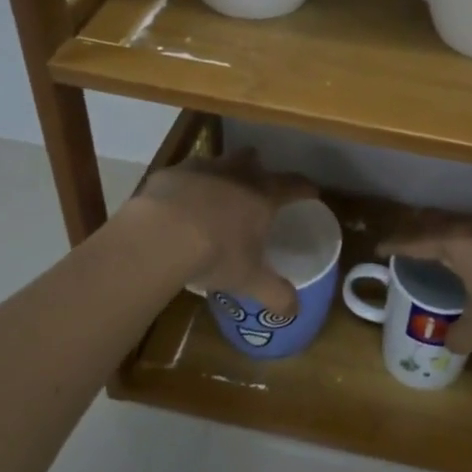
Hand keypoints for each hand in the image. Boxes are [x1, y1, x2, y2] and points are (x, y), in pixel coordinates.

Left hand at [133, 148, 316, 316]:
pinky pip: (184, 174)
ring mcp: (201, 168)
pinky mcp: (170, 173)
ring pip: (218, 162)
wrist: (160, 235)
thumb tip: (295, 311)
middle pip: (254, 160)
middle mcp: (236, 173)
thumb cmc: (215, 254)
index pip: (294, 184)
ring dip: (221, 175)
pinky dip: (186, 186)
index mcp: (262, 195)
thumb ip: (275, 293)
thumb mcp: (249, 280)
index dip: (305, 188)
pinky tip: (178, 206)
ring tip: (214, 198)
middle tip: (254, 189)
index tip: (312, 192)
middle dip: (257, 170)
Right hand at [382, 212, 471, 354]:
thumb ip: (461, 334)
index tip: (381, 247)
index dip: (398, 245)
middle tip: (408, 238)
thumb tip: (449, 342)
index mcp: (460, 242)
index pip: (418, 240)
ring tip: (446, 246)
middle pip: (443, 222)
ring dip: (454, 234)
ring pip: (471, 224)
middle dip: (423, 229)